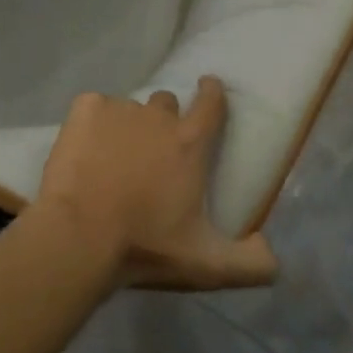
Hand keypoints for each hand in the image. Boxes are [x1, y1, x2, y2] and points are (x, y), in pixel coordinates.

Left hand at [34, 77, 278, 291]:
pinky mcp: (85, 108)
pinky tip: (85, 151)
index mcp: (189, 144)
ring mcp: (119, 108)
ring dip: (126, 126)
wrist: (79, 236)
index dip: (212, 93)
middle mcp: (157, 116)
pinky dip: (92, 124)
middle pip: (166, 104)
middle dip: (163, 121)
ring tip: (112, 158)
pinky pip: (94, 107)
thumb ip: (250, 264)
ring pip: (128, 109)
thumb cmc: (145, 247)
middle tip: (151, 152)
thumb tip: (272, 254)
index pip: (211, 104)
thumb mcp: (206, 266)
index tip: (209, 86)